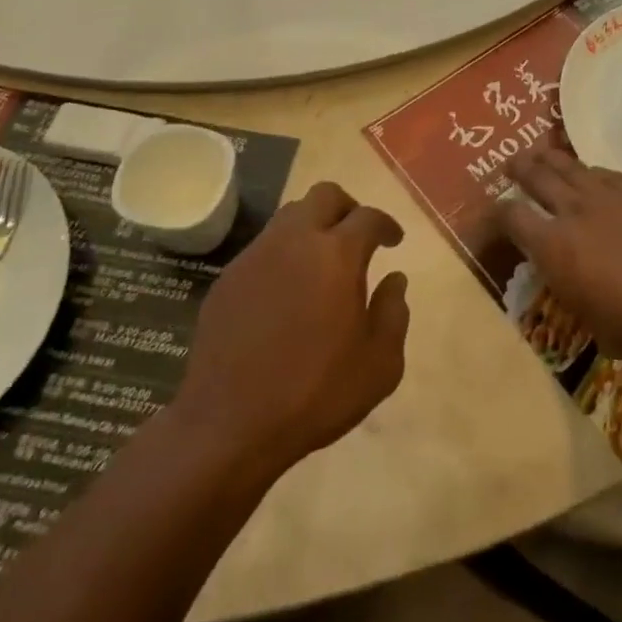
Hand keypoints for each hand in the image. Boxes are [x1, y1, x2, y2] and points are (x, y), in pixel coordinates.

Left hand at [177, 182, 408, 475]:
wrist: (230, 425)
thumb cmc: (316, 394)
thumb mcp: (379, 364)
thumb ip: (394, 313)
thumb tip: (394, 280)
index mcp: (337, 255)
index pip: (369, 217)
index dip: (386, 225)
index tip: (393, 241)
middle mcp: (295, 242)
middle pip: (325, 195)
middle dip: (348, 208)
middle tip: (357, 237)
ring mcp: (255, 257)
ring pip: (289, 215)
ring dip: (312, 227)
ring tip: (322, 262)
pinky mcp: (227, 279)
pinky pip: (263, 249)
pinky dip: (283, 255)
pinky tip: (286, 292)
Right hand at [492, 147, 621, 364]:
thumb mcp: (584, 317)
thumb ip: (567, 287)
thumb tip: (565, 275)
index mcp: (554, 246)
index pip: (511, 217)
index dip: (495, 214)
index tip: (491, 214)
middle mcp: (575, 211)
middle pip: (537, 176)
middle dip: (519, 168)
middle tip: (510, 164)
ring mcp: (609, 198)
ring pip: (571, 166)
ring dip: (551, 159)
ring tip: (541, 155)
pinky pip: (605, 173)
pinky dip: (590, 172)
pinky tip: (590, 174)